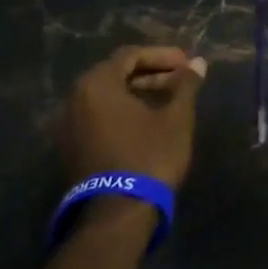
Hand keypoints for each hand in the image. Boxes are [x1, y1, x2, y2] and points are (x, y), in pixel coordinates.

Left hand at [60, 45, 207, 190]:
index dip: (162, 55)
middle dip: (151, 72)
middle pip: (116, 74)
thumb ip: (186, 85)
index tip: (187, 63)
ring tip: (169, 99)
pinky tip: (148, 120)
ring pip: (106, 96)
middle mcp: (75, 99)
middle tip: (181, 79)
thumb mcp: (176, 117)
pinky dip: (123, 110)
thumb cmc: (149, 155)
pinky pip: (99, 116)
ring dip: (138, 91)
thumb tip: (198, 62)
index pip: (130, 55)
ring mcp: (69, 126)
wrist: (117, 213)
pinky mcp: (72, 148)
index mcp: (97, 84)